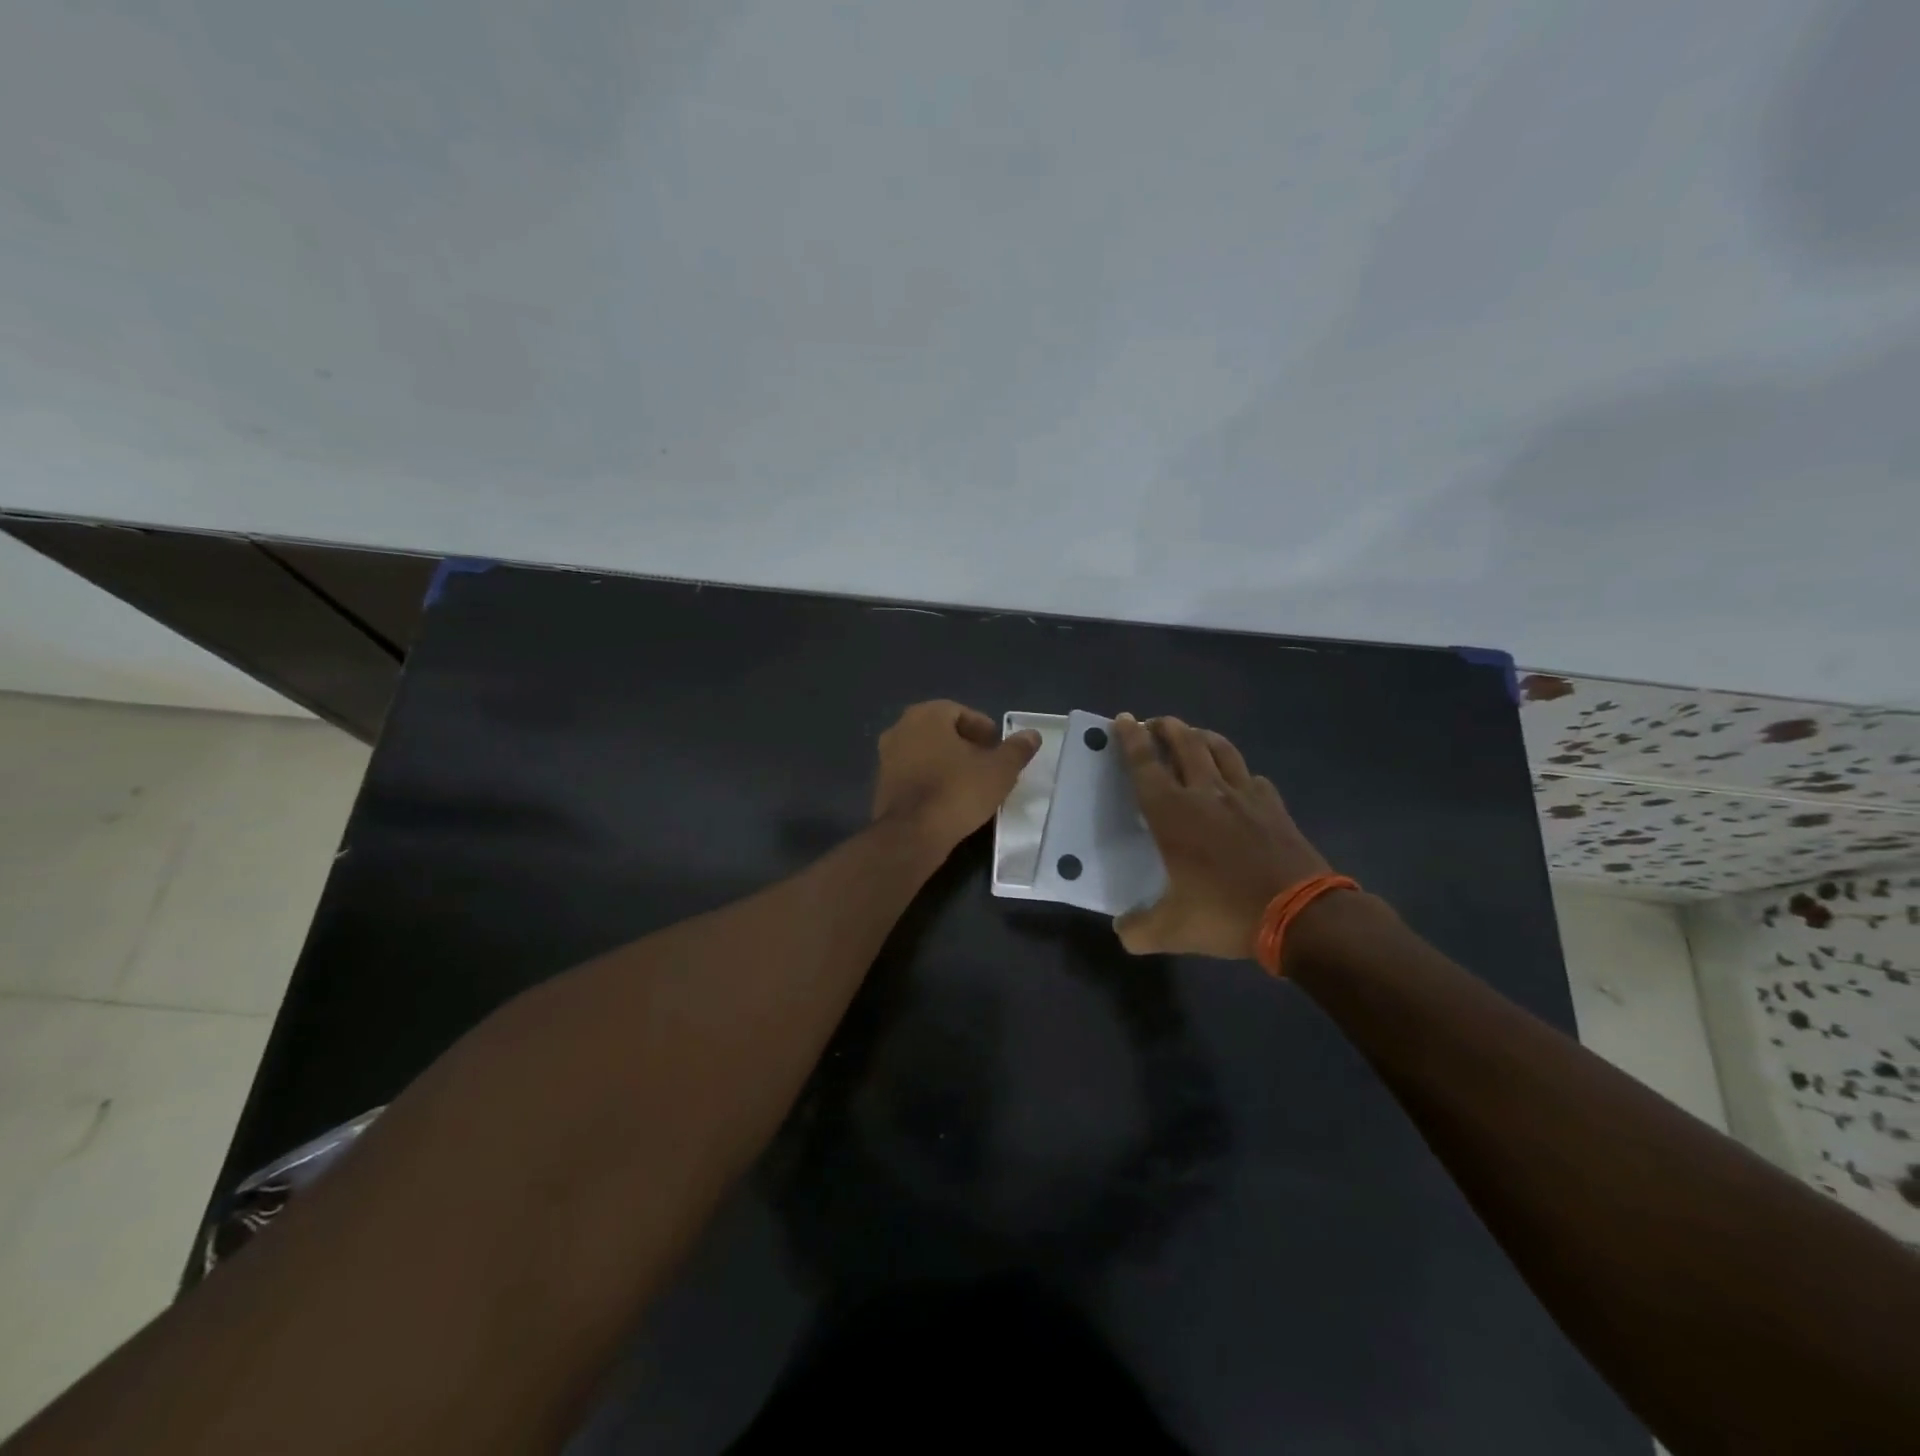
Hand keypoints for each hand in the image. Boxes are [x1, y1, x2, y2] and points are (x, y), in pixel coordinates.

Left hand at [872, 700, 1041, 856]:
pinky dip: (931, 780)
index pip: (961, 712)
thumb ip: (1016, 749)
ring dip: (948, 763)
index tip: (998, 750)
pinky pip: (913, 774)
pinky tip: (948, 800)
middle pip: (942, 731)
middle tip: (988, 765)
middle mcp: (900, 728)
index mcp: (926, 715)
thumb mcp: (999, 770)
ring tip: (972, 784)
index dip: (983, 729)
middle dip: (966, 745)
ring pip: (926, 753)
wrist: (912, 835)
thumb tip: (1031, 735)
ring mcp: (886, 757)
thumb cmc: (958, 791)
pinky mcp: (881, 784)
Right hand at [1112, 714, 1330, 959]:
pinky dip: (1240, 772)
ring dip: (1202, 736)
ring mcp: (1245, 797)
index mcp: (1173, 814)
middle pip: (1185, 744)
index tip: (1123, 718)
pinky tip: (1240, 780)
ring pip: (1221, 750)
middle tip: (1155, 723)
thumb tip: (1122, 930)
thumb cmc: (1227, 914)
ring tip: (1192, 735)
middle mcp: (1206, 794)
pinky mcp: (1274, 807)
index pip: (1145, 765)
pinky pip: (1253, 777)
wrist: (1302, 915)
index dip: (1131, 740)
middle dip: (1166, 727)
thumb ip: (1138, 930)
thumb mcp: (1172, 931)